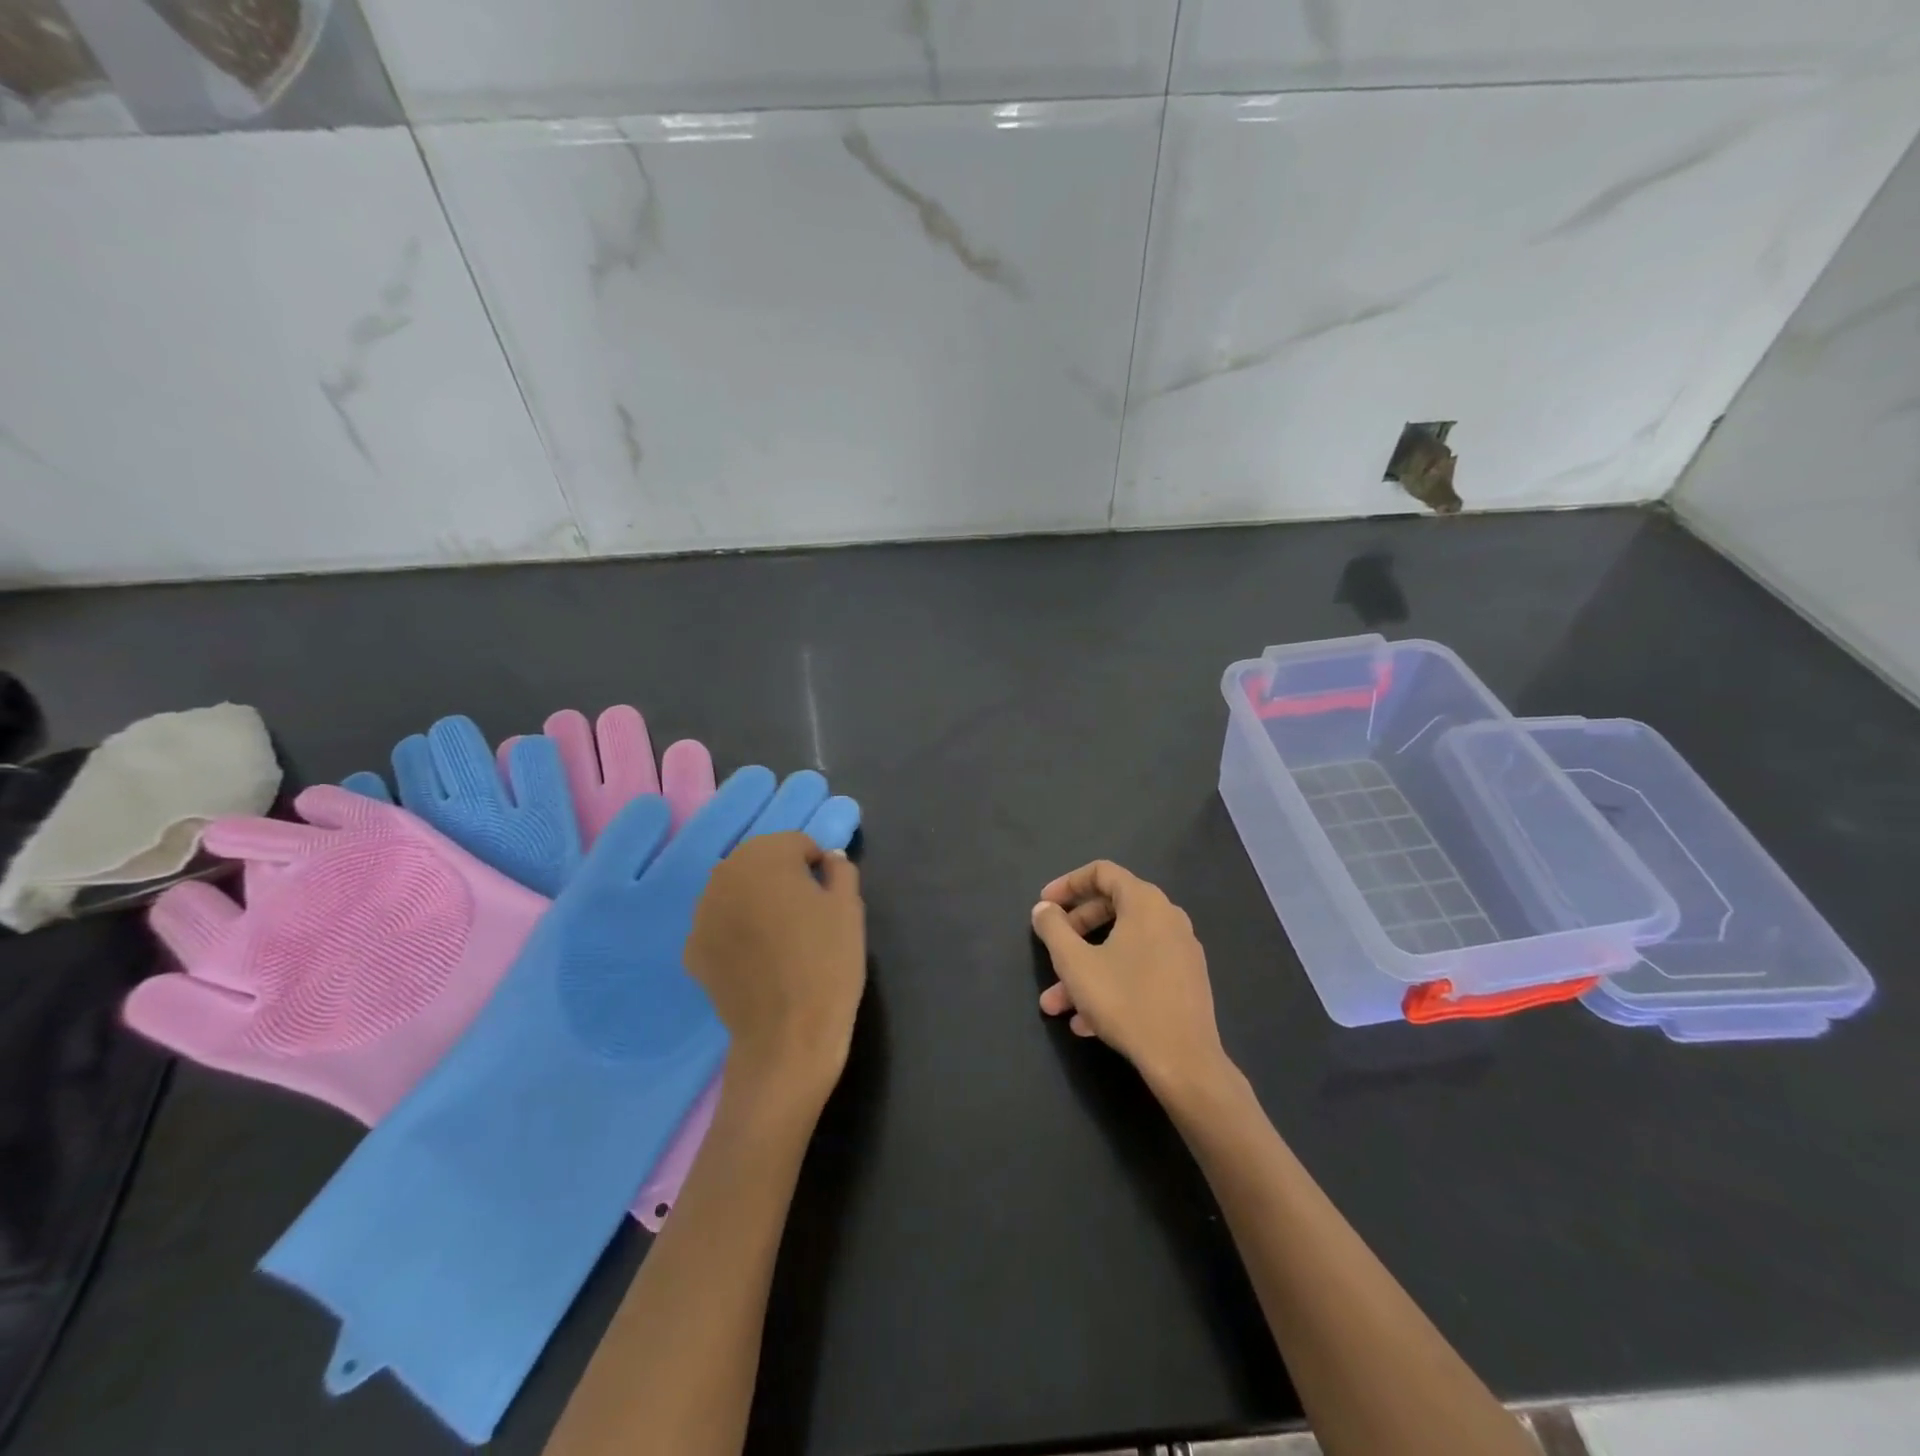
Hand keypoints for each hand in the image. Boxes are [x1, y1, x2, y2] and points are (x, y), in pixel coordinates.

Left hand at [686, 832, 865, 1103]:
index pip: (797, 844)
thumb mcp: (849, 908)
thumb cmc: (827, 961)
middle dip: (782, 878)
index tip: (829, 897)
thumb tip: (829, 859)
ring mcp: (701, 913)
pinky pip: (720, 925)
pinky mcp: (692, 949)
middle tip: (806, 915)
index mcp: (765, 855)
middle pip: (761, 862)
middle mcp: (725, 874)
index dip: (818, 867)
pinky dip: (736, 932)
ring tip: (781, 938)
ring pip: (737, 892)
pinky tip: (756, 960)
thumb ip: (841, 870)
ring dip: (756, 902)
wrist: (787, 1035)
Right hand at [1031, 861, 1233, 1096]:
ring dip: (1086, 969)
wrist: (1184, 1061)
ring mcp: (1180, 951)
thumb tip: (1044, 908)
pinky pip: (1140, 969)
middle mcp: (1168, 918)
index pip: (1102, 872)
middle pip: (1111, 909)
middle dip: (1073, 933)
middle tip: (1049, 950)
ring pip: (1122, 948)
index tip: (1044, 905)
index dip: (1068, 884)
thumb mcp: (1075, 963)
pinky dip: (1111, 983)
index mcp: (1145, 902)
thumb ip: (1053, 928)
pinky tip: (1086, 1022)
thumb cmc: (1125, 1001)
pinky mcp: (1186, 982)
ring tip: (1056, 1004)